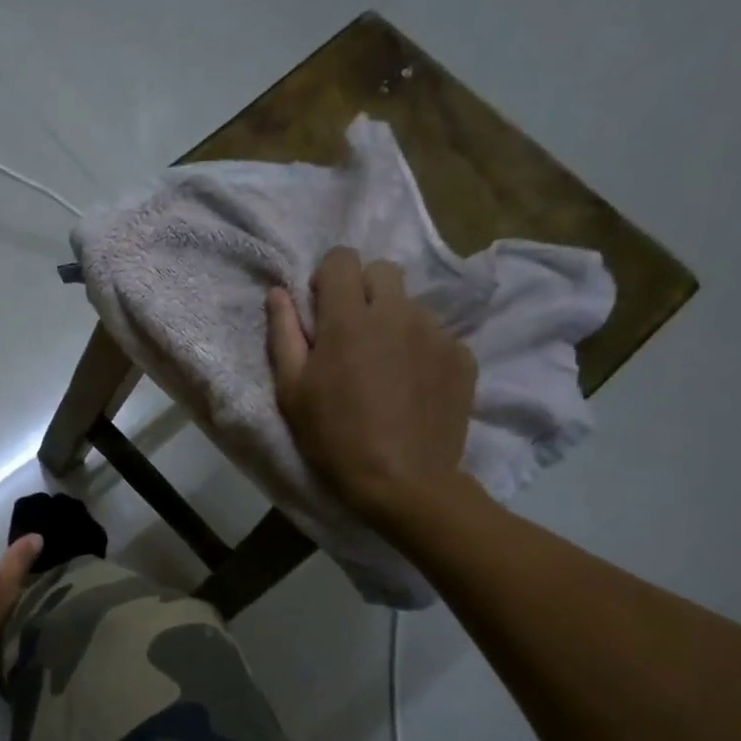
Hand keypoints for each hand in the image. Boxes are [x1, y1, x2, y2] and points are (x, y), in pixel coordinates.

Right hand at [267, 247, 476, 529]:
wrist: (403, 482)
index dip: (327, 277)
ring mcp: (435, 332)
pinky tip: (410, 387)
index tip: (321, 309)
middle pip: (382, 271)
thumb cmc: (333, 437)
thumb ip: (283, 334)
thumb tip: (278, 293)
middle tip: (351, 335)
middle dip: (363, 291)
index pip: (342, 258)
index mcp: (348, 318)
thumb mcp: (292, 390)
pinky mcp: (462, 356)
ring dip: (392, 322)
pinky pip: (436, 335)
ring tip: (383, 369)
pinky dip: (419, 350)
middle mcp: (397, 312)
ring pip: (410, 305)